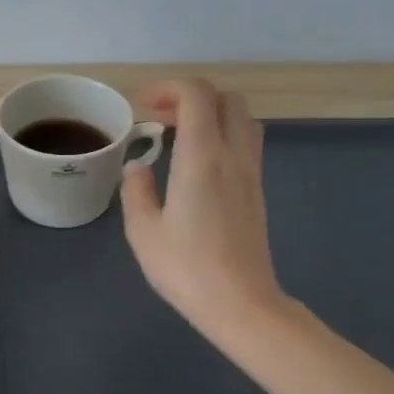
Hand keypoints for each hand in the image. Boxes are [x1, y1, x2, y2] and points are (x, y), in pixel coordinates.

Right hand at [121, 80, 285, 339]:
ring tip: (179, 137)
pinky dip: (221, 135)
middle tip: (160, 118)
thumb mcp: (143, 230)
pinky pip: (245, 143)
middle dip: (191, 97)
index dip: (168, 88)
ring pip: (242, 119)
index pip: (197, 95)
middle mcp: (233, 155)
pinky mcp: (257, 191)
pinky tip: (195, 163)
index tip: (142, 106)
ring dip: (211, 114)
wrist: (241, 304)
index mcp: (202, 157)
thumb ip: (137, 189)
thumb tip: (139, 166)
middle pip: (226, 99)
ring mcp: (250, 172)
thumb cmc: (187, 268)